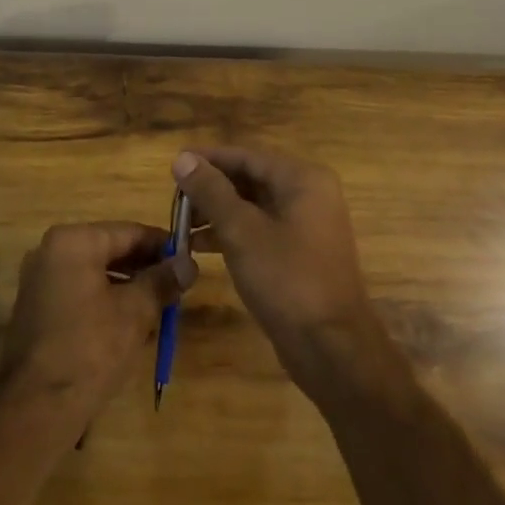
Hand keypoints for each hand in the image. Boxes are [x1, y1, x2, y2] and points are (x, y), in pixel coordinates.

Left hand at [0, 222, 192, 430]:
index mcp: (72, 241)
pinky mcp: (38, 307)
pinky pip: (81, 291)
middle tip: (179, 285)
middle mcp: (50, 251)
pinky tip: (133, 323)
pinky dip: (107, 300)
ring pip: (96, 272)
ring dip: (129, 286)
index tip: (189, 258)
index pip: (128, 231)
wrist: (37, 406)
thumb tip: (189, 263)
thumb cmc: (90, 349)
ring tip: (162, 305)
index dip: (162, 245)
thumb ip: (162, 281)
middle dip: (145, 267)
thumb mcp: (135, 312)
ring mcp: (40, 279)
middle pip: (110, 250)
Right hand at [171, 147, 387, 394]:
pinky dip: (232, 234)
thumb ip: (210, 191)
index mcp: (302, 179)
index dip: (208, 159)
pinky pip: (260, 230)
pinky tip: (199, 247)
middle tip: (173, 198)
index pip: (246, 156)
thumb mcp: (241, 231)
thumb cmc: (287, 280)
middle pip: (250, 179)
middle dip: (211, 188)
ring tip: (180, 224)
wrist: (331, 348)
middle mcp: (309, 194)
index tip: (173, 165)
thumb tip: (182, 158)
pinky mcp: (300, 253)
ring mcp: (306, 225)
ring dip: (217, 212)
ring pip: (253, 206)